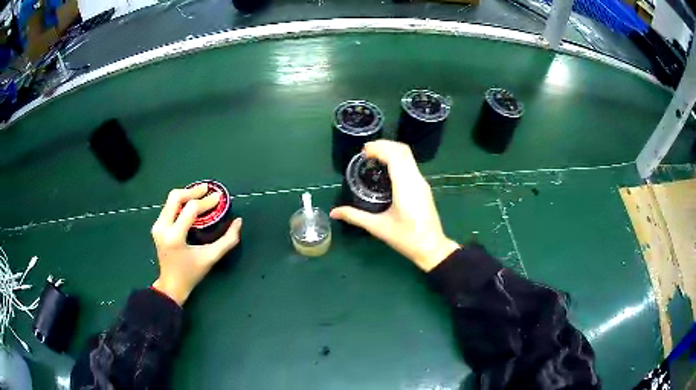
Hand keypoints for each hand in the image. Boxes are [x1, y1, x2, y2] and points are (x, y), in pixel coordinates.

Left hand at [151, 184, 242, 304]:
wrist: (171, 285)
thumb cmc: (192, 273)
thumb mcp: (211, 257)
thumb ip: (227, 240)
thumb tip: (238, 222)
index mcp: (175, 236)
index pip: (190, 209)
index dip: (206, 201)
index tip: (219, 197)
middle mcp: (162, 228)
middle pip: (175, 197)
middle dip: (193, 191)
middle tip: (207, 189)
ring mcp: (157, 226)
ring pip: (171, 200)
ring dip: (186, 195)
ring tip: (201, 195)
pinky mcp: (156, 226)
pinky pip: (168, 207)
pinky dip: (181, 202)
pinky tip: (191, 205)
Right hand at [330, 140, 459, 271]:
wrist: (431, 247)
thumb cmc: (406, 238)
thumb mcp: (378, 227)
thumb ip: (355, 216)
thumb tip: (333, 212)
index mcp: (405, 186)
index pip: (394, 156)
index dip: (379, 148)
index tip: (363, 152)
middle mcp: (416, 179)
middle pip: (402, 150)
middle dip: (384, 145)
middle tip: (366, 152)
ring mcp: (422, 182)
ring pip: (408, 156)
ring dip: (391, 151)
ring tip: (373, 157)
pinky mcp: (423, 187)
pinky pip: (410, 164)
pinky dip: (397, 159)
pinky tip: (386, 169)